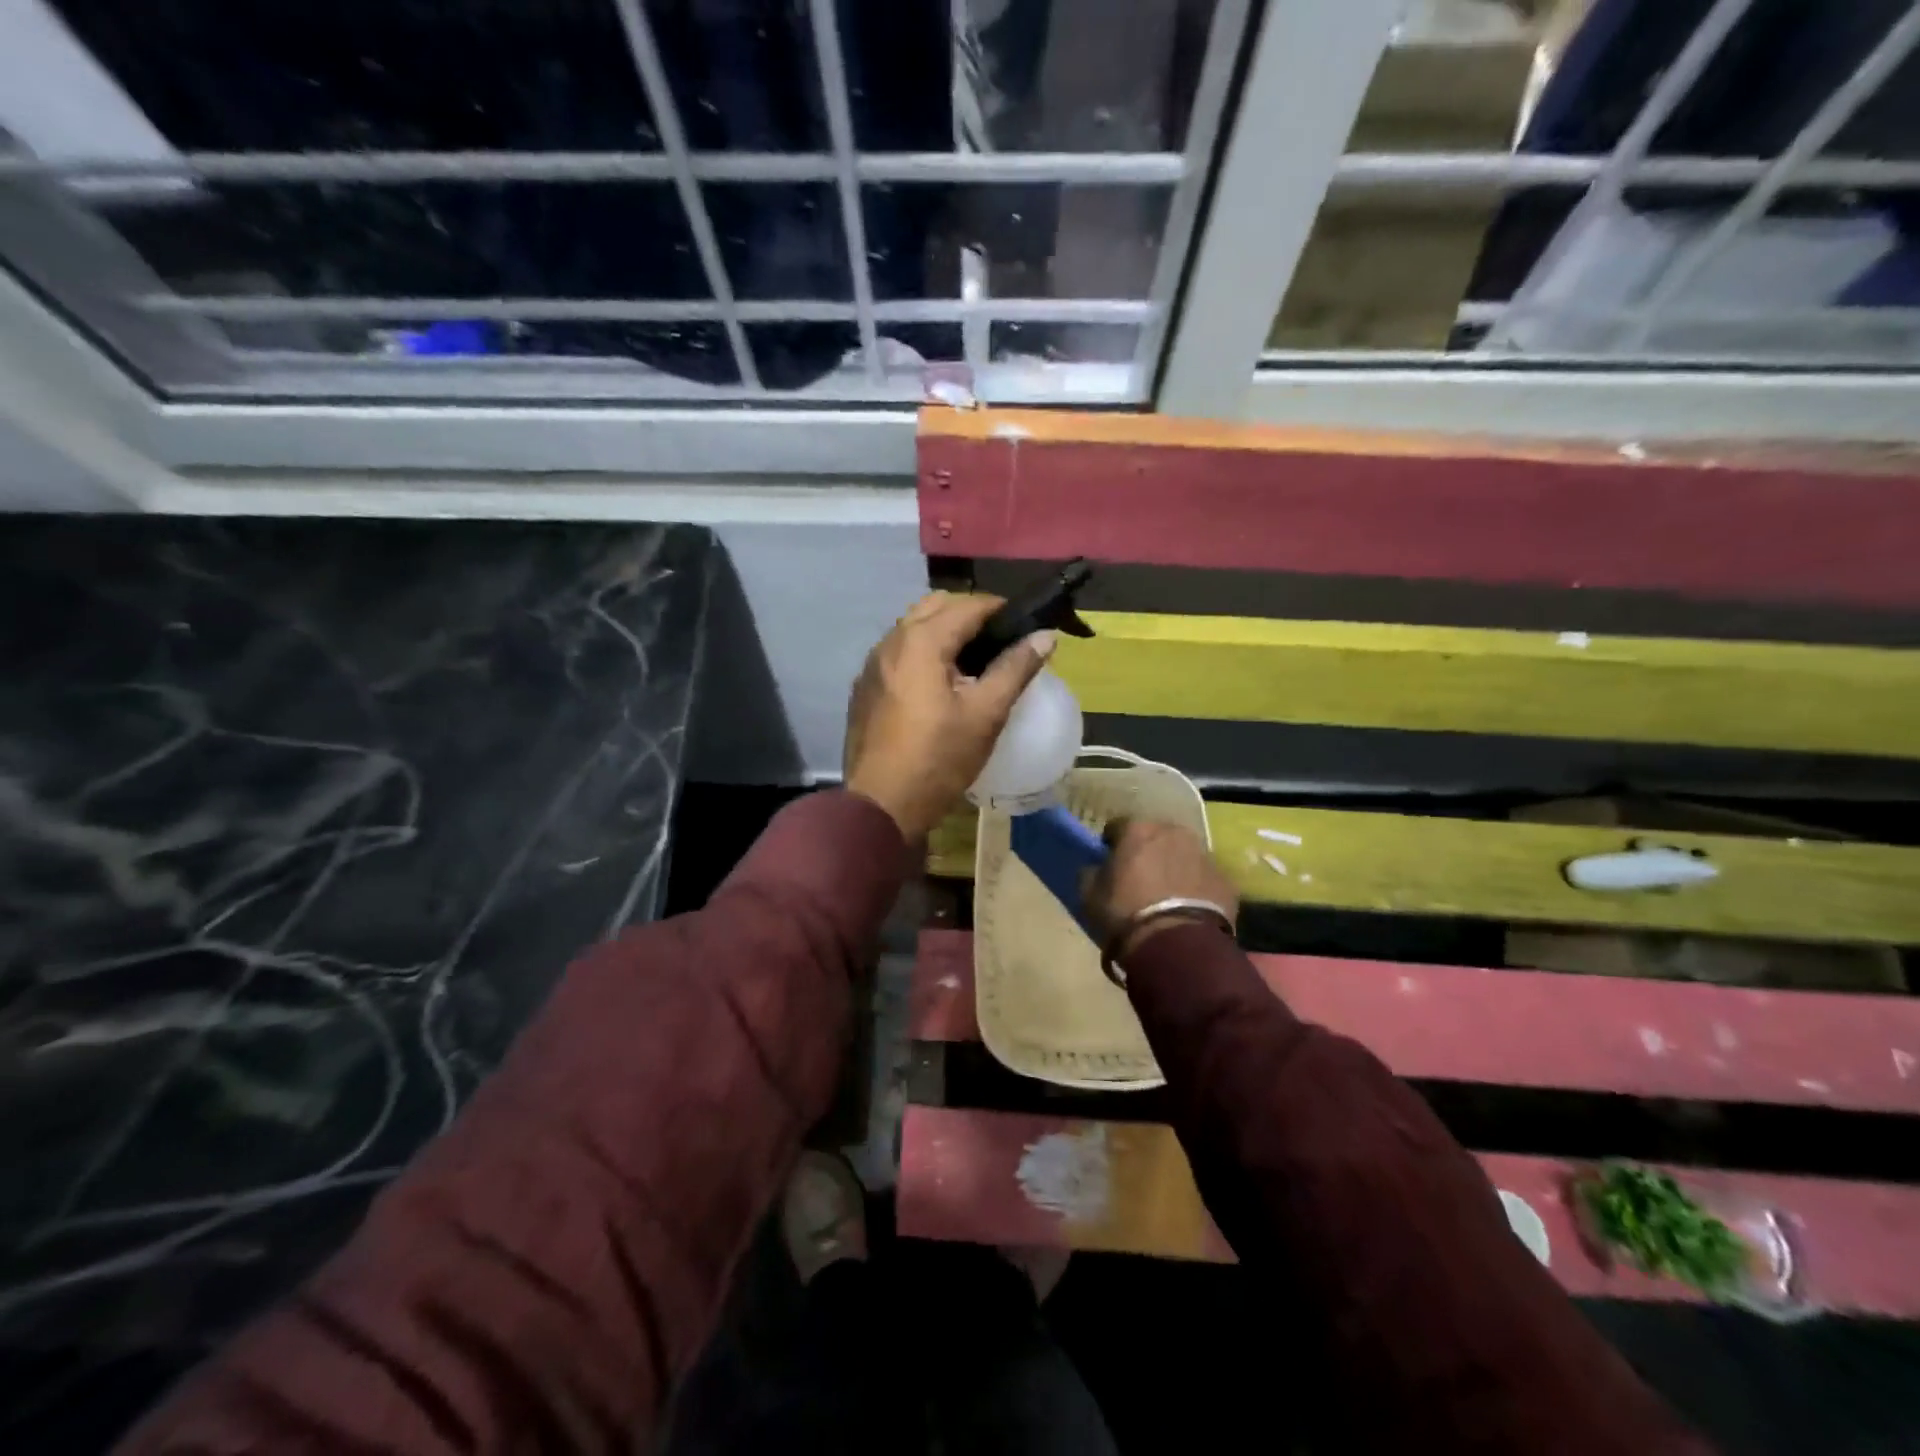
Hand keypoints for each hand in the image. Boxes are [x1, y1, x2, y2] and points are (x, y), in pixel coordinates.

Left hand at [844, 592, 1054, 839]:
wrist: (881, 805)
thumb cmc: (939, 759)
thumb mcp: (986, 714)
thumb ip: (1015, 669)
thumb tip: (1045, 636)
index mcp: (921, 641)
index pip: (968, 605)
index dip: (1000, 610)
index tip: (1024, 627)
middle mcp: (891, 642)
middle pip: (935, 607)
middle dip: (969, 615)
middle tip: (998, 643)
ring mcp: (872, 665)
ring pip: (912, 629)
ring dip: (943, 632)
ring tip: (972, 664)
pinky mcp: (864, 688)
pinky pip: (897, 654)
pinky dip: (921, 654)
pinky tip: (938, 685)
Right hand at [1084, 818, 1238, 956]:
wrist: (1177, 944)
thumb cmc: (1126, 913)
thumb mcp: (1090, 894)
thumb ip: (1091, 873)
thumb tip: (1095, 868)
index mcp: (1137, 829)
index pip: (1117, 827)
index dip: (1111, 844)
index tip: (1109, 863)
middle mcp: (1173, 832)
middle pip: (1155, 836)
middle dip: (1147, 852)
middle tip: (1139, 878)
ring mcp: (1204, 854)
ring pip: (1183, 855)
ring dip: (1174, 867)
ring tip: (1167, 896)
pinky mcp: (1226, 880)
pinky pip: (1204, 878)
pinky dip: (1196, 888)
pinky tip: (1188, 910)